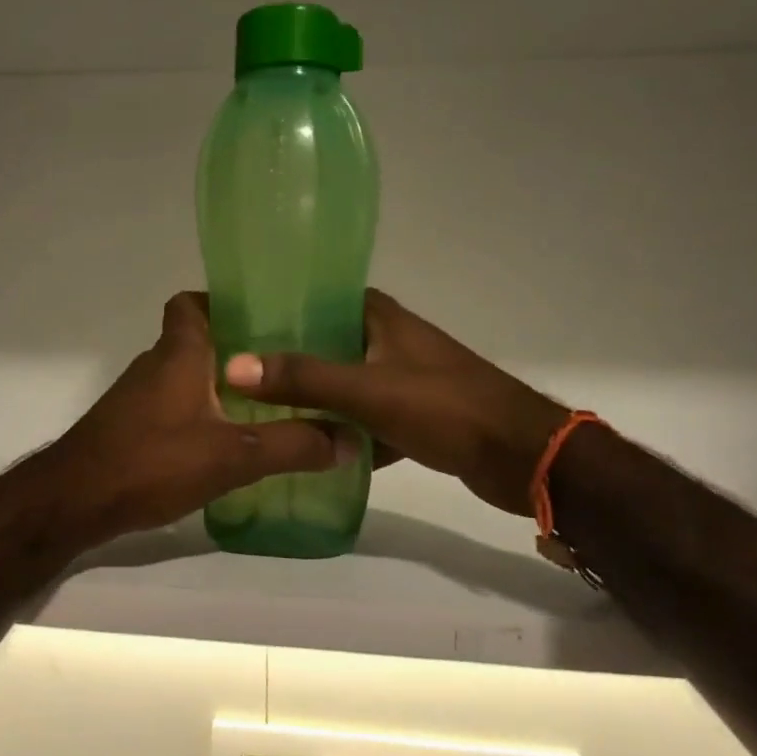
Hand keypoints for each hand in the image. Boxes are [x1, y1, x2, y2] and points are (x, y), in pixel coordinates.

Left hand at [30, 293, 356, 552]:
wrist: (75, 501)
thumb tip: (349, 439)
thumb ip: (292, 446)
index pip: (190, 303)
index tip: (263, 319)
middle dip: (237, 351)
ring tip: (267, 406)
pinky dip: (199, 415)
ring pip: (185, 376)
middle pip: (196, 340)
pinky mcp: (130, 427)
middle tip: (284, 369)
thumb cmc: (152, 461)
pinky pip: (173, 407)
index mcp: (179, 353)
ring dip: (219, 386)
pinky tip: (226, 443)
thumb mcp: (233, 455)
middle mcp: (155, 365)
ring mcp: (138, 398)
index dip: (221, 302)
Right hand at [223, 290, 567, 517]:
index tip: (241, 322)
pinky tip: (309, 449)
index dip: (284, 306)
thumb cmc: (446, 408)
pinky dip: (343, 432)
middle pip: (329, 343)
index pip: (323, 297)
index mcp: (383, 319)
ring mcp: (405, 381)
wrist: (523, 458)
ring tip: (262, 410)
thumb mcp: (368, 391)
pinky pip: (366, 420)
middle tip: (239, 373)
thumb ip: (304, 378)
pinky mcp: (415, 418)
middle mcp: (392, 342)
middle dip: (290, 358)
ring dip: (314, 398)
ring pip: (346, 385)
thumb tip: (233, 365)